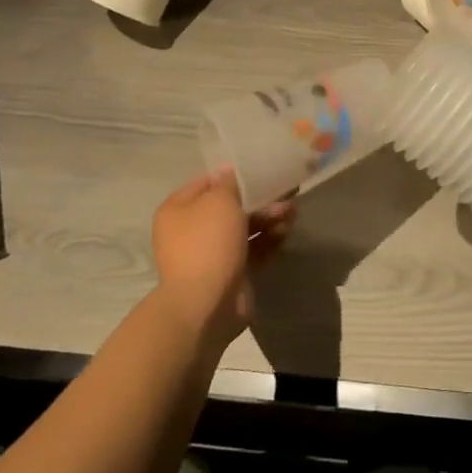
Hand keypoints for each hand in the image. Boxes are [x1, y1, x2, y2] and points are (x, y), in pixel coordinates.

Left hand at [149, 171, 294, 351]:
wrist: (206, 304)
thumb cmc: (208, 243)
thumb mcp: (219, 201)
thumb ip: (229, 183)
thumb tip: (228, 171)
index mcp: (178, 210)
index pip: (207, 182)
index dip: (233, 174)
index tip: (261, 168)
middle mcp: (191, 230)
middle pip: (229, 206)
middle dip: (259, 198)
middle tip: (286, 190)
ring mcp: (211, 253)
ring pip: (245, 227)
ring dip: (268, 217)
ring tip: (292, 212)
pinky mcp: (231, 271)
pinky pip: (253, 248)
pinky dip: (269, 238)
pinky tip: (287, 230)